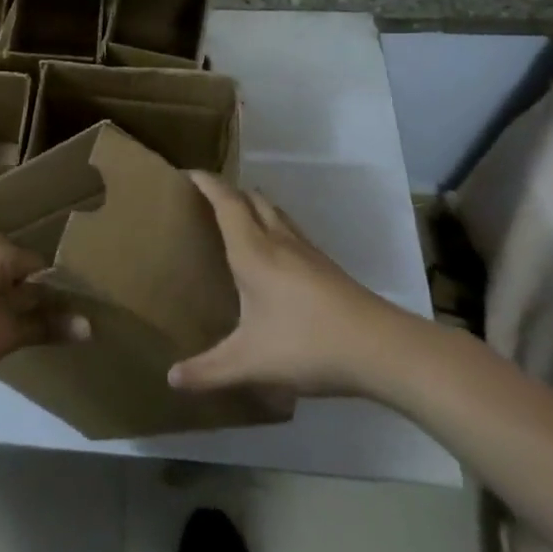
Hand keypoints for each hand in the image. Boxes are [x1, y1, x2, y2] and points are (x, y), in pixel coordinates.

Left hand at [0, 233, 89, 396]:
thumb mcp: (8, 333)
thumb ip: (48, 325)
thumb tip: (90, 326)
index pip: (43, 266)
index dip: (58, 295)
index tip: (68, 322)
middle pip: (20, 271)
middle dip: (34, 299)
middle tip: (46, 332)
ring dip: (10, 304)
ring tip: (18, 336)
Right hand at [169, 171, 438, 400]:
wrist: (381, 348)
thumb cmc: (307, 344)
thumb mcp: (250, 362)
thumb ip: (208, 371)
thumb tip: (171, 379)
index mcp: (253, 251)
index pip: (226, 202)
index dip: (207, 183)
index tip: (188, 173)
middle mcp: (278, 241)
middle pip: (252, 199)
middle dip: (228, 192)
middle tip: (207, 199)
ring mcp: (307, 252)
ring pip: (276, 213)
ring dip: (253, 207)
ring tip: (236, 219)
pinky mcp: (326, 267)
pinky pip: (291, 231)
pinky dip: (273, 227)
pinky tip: (274, 256)